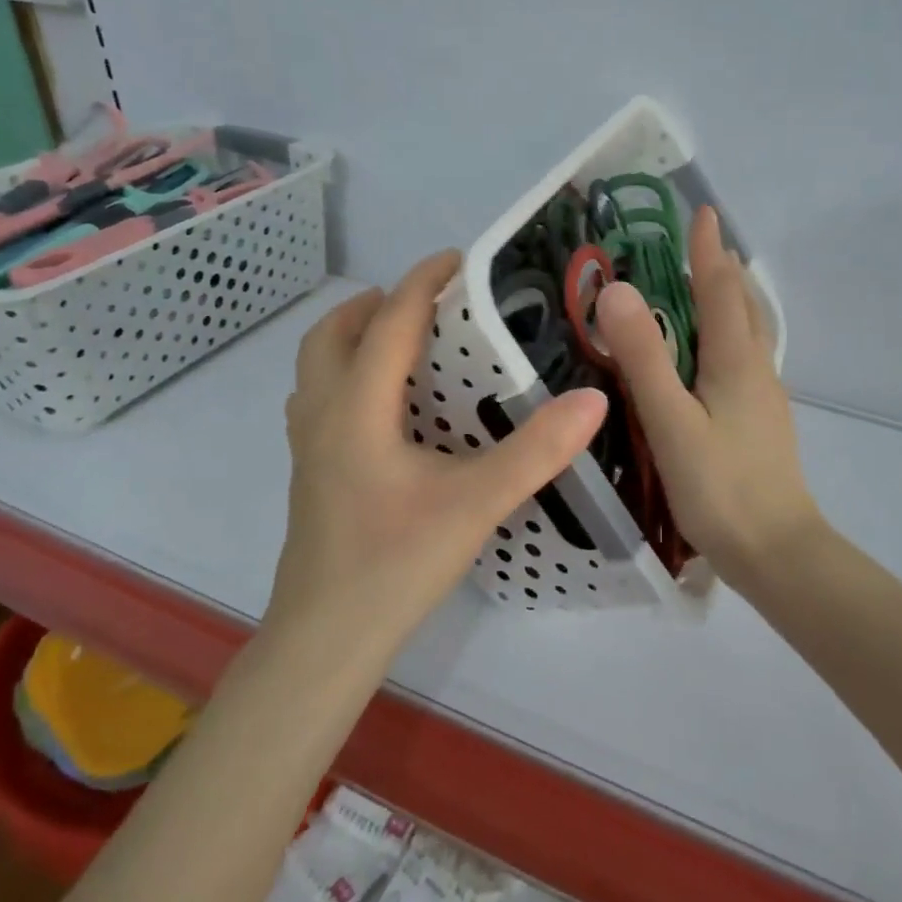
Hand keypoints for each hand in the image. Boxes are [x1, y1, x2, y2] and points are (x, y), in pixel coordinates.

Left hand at [267, 251, 608, 657]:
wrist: (325, 641)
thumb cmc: (394, 564)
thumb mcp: (474, 504)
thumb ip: (535, 451)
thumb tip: (592, 399)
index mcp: (356, 406)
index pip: (389, 321)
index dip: (423, 281)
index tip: (459, 260)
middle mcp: (323, 415)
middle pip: (332, 334)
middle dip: (376, 304)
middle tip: (426, 303)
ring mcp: (308, 448)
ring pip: (316, 367)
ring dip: (353, 339)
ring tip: (404, 346)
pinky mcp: (311, 476)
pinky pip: (320, 401)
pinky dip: (346, 378)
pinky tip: (387, 412)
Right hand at [598, 207, 821, 585]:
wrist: (777, 552)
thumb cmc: (720, 486)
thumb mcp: (671, 420)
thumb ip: (644, 357)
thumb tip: (616, 289)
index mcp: (735, 360)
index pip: (720, 288)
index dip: (707, 250)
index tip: (702, 212)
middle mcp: (756, 369)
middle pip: (743, 305)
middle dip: (722, 269)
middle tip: (696, 246)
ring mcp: (764, 398)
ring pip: (749, 333)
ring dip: (729, 301)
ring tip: (706, 289)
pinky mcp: (761, 422)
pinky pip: (745, 359)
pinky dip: (728, 335)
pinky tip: (711, 356)